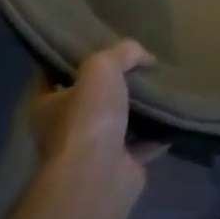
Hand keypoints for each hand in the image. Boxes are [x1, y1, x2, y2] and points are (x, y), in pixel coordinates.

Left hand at [29, 41, 160, 201]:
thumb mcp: (102, 67)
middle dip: (112, 84)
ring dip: (138, 108)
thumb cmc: (88, 118)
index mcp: (46, 105)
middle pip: (89, 98)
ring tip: (161, 85)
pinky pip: (142, 143)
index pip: (52, 74)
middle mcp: (64, 129)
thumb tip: (145, 57)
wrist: (100, 176)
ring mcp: (92, 151)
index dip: (70, 57)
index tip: (95, 42)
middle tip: (138, 64)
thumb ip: (122, 53)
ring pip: (118, 122)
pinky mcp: (120, 166)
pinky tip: (174, 114)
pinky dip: (157, 132)